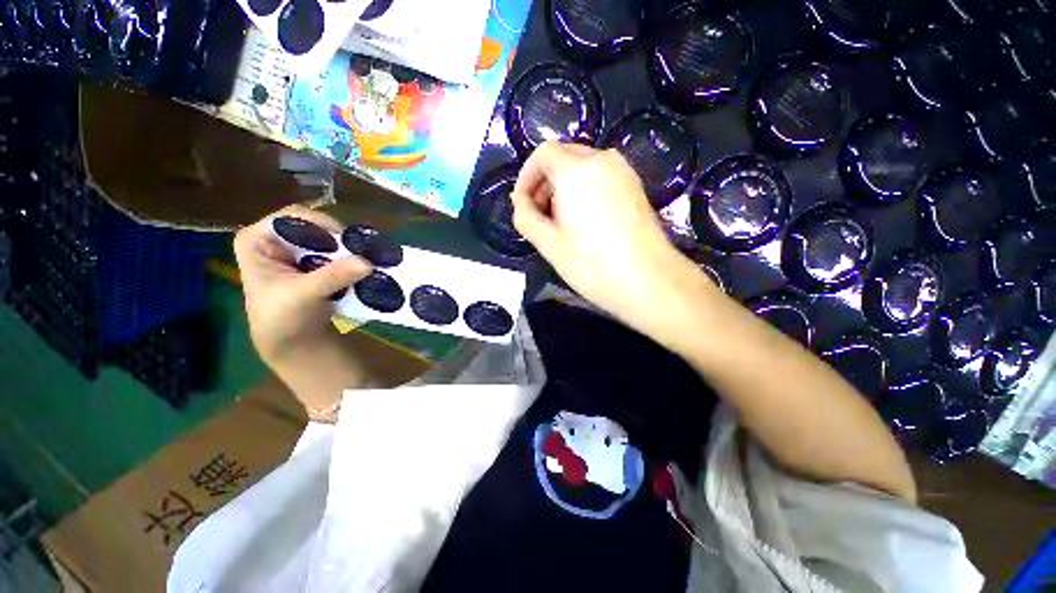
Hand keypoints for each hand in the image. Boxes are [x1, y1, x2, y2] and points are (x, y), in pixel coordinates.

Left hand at [233, 206, 371, 366]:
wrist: (293, 342)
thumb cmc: (282, 318)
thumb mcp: (303, 295)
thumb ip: (332, 276)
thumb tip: (367, 262)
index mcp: (257, 240)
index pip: (292, 218)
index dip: (321, 225)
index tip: (346, 242)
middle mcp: (275, 239)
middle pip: (314, 226)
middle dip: (338, 240)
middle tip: (361, 252)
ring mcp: (296, 251)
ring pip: (328, 239)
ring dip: (347, 250)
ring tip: (366, 259)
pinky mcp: (314, 262)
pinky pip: (336, 253)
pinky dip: (350, 259)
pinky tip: (362, 267)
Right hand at [511, 142, 710, 335]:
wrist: (649, 280)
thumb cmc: (592, 264)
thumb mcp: (548, 243)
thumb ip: (525, 217)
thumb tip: (520, 202)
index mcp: (576, 170)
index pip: (543, 154)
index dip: (526, 176)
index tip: (522, 204)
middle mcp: (602, 160)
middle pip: (563, 157)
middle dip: (544, 182)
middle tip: (539, 215)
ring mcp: (623, 172)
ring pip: (583, 167)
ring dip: (563, 187)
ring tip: (560, 221)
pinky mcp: (635, 186)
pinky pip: (601, 177)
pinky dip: (584, 190)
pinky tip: (584, 220)